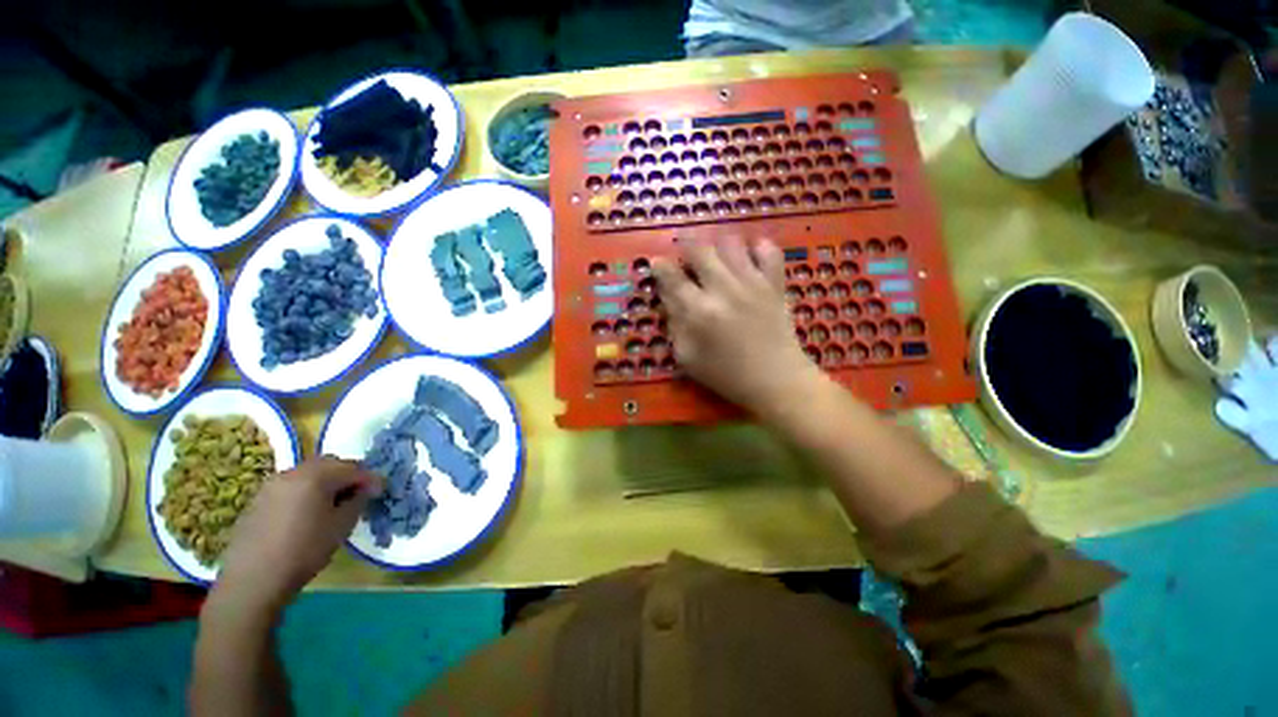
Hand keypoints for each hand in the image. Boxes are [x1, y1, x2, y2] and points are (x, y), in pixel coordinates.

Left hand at [213, 456, 379, 614]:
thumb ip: (357, 501)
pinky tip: (309, 511)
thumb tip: (365, 489)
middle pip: (329, 464)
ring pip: (308, 473)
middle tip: (360, 493)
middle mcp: (292, 472)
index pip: (353, 468)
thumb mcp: (341, 526)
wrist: (253, 580)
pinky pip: (291, 486)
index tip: (380, 492)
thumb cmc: (304, 551)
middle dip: (348, 475)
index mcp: (315, 475)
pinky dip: (307, 491)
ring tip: (335, 502)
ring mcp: (271, 485)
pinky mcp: (259, 500)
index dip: (370, 478)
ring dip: (326, 482)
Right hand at [652, 238, 822, 415]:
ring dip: (717, 246)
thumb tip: (668, 298)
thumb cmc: (726, 374)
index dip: (660, 266)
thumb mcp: (687, 358)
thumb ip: (674, 325)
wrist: (775, 380)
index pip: (671, 277)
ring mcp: (752, 282)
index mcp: (698, 310)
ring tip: (716, 258)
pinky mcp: (775, 283)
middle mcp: (723, 288)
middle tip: (686, 259)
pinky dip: (757, 248)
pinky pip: (768, 250)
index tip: (657, 264)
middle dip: (686, 246)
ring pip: (730, 242)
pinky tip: (749, 259)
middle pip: (699, 249)